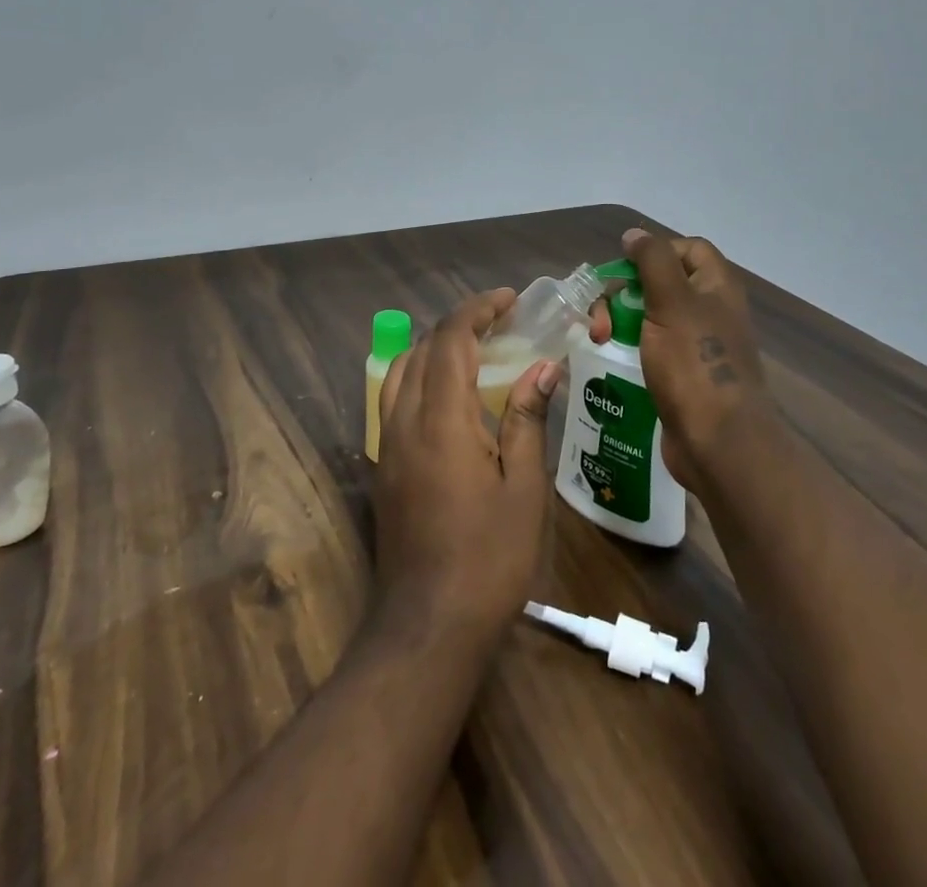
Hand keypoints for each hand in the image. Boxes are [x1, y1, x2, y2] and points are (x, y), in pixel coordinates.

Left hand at [374, 288, 558, 642]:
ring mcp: (387, 445)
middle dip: (460, 324)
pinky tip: (449, 397)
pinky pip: (393, 400)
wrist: (429, 625)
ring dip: (434, 348)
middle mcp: (405, 422)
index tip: (510, 300)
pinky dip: (420, 377)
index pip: (451, 340)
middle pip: (423, 349)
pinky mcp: (382, 467)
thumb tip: (543, 366)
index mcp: (441, 420)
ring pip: (400, 371)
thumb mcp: (523, 487)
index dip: (478, 309)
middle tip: (501, 323)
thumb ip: (526, 417)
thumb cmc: (489, 557)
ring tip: (475, 351)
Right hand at [590, 229, 775, 495]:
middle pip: (662, 282)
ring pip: (651, 316)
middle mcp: (710, 311)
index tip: (624, 268)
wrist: (717, 442)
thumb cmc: (695, 364)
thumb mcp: (672, 302)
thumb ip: (653, 261)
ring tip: (600, 339)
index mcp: (717, 287)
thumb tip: (635, 234)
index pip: (688, 249)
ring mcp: (696, 346)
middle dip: (626, 292)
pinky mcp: (681, 376)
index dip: (655, 251)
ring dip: (621, 320)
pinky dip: (628, 347)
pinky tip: (609, 358)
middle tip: (603, 315)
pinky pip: (650, 348)